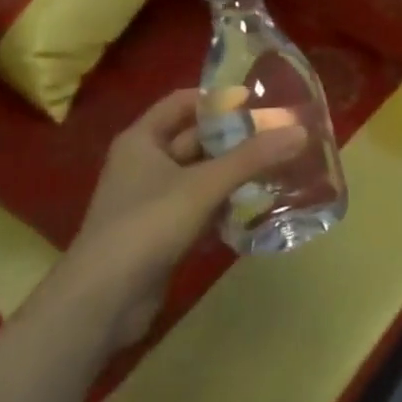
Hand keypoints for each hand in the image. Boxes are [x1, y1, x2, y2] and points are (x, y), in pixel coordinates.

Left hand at [55, 89, 305, 349]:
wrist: (101, 303)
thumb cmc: (147, 225)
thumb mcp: (204, 185)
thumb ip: (252, 158)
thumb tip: (301, 131)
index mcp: (142, 140)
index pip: (183, 102)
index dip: (219, 99)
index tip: (259, 102)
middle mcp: (144, 163)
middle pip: (196, 139)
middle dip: (235, 139)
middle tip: (279, 136)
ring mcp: (151, 201)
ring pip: (200, 175)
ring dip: (233, 174)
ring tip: (277, 169)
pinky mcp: (160, 233)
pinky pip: (198, 207)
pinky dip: (223, 206)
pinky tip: (255, 209)